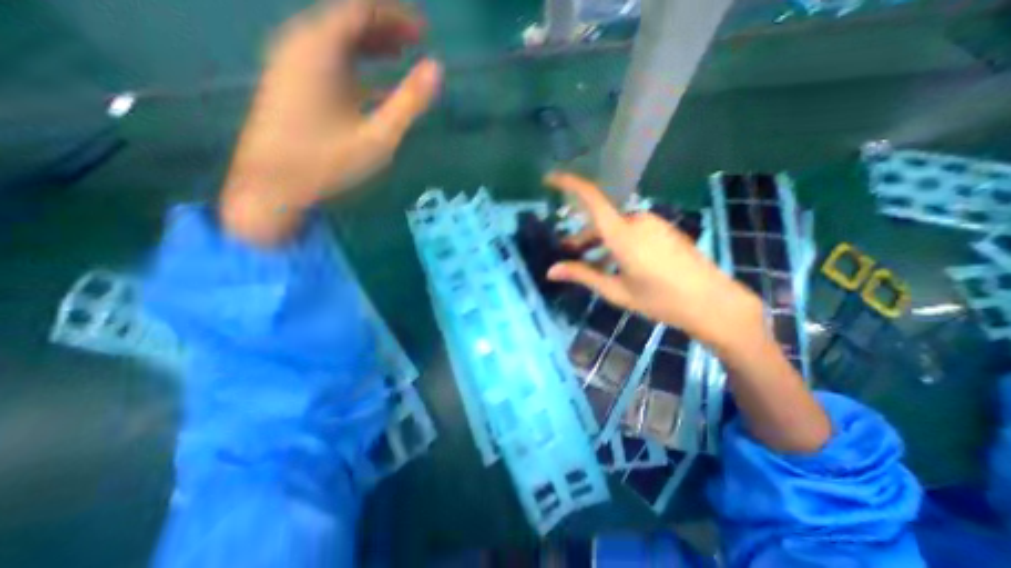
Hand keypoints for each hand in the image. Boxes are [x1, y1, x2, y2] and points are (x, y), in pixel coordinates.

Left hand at [222, 1, 443, 245]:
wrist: (272, 185)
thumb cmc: (329, 162)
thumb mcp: (378, 136)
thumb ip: (409, 102)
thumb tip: (436, 69)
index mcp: (319, 49)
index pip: (360, 9)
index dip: (395, 15)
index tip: (424, 29)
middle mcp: (301, 46)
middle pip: (346, 21)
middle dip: (385, 28)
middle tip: (417, 42)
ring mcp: (292, 65)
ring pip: (336, 42)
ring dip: (370, 47)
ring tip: (399, 56)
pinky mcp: (291, 85)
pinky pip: (328, 63)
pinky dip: (355, 67)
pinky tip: (374, 85)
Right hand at [546, 171, 767, 350]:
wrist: (712, 303)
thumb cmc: (660, 300)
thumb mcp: (616, 290)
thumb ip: (582, 275)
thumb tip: (551, 271)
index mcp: (623, 234)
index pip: (592, 199)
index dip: (570, 184)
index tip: (550, 178)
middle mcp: (637, 221)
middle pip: (601, 220)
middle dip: (583, 237)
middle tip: (570, 255)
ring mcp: (654, 224)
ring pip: (616, 227)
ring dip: (600, 242)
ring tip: (593, 265)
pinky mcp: (664, 230)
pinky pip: (632, 230)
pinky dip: (618, 242)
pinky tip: (618, 264)